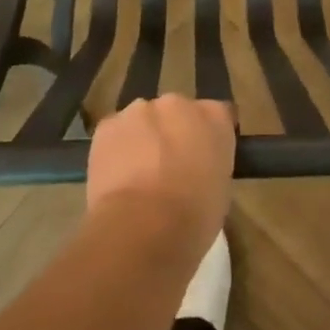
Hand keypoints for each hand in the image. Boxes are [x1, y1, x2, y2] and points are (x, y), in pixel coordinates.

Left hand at [86, 95, 235, 259]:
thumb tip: (197, 169)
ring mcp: (141, 109)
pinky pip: (115, 133)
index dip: (209, 136)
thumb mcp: (220, 191)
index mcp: (214, 117)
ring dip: (143, 138)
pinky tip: (116, 178)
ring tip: (138, 176)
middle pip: (176, 112)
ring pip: (143, 120)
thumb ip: (210, 165)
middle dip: (173, 133)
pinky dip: (115, 149)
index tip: (204, 157)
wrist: (143, 226)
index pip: (218, 115)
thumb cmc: (194, 218)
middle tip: (169, 167)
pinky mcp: (108, 124)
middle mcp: (179, 103)